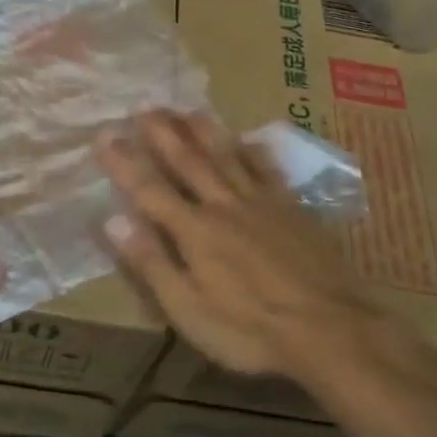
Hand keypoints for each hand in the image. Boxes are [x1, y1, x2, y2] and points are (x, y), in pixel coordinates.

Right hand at [95, 110, 436, 395]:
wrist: (331, 330)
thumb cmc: (250, 329)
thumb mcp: (188, 309)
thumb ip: (151, 262)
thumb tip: (113, 218)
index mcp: (194, 231)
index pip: (150, 189)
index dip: (125, 161)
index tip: (104, 133)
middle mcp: (224, 206)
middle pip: (189, 162)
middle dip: (164, 133)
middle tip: (145, 106)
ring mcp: (263, 204)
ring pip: (228, 157)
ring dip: (204, 132)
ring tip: (187, 110)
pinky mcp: (294, 211)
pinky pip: (269, 171)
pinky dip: (255, 153)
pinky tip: (250, 140)